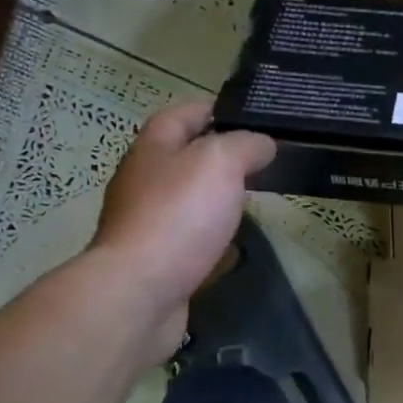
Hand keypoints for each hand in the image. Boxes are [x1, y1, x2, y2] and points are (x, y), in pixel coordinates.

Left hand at [85, 102, 274, 353]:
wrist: (140, 293)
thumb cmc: (179, 215)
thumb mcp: (220, 161)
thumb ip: (246, 145)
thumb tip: (263, 144)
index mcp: (153, 149)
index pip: (182, 114)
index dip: (215, 109)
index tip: (252, 116)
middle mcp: (144, 182)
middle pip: (184, 159)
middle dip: (221, 158)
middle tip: (263, 162)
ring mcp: (148, 225)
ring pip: (189, 202)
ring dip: (217, 201)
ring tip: (255, 202)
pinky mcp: (157, 263)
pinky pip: (190, 243)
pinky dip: (213, 242)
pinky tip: (236, 249)